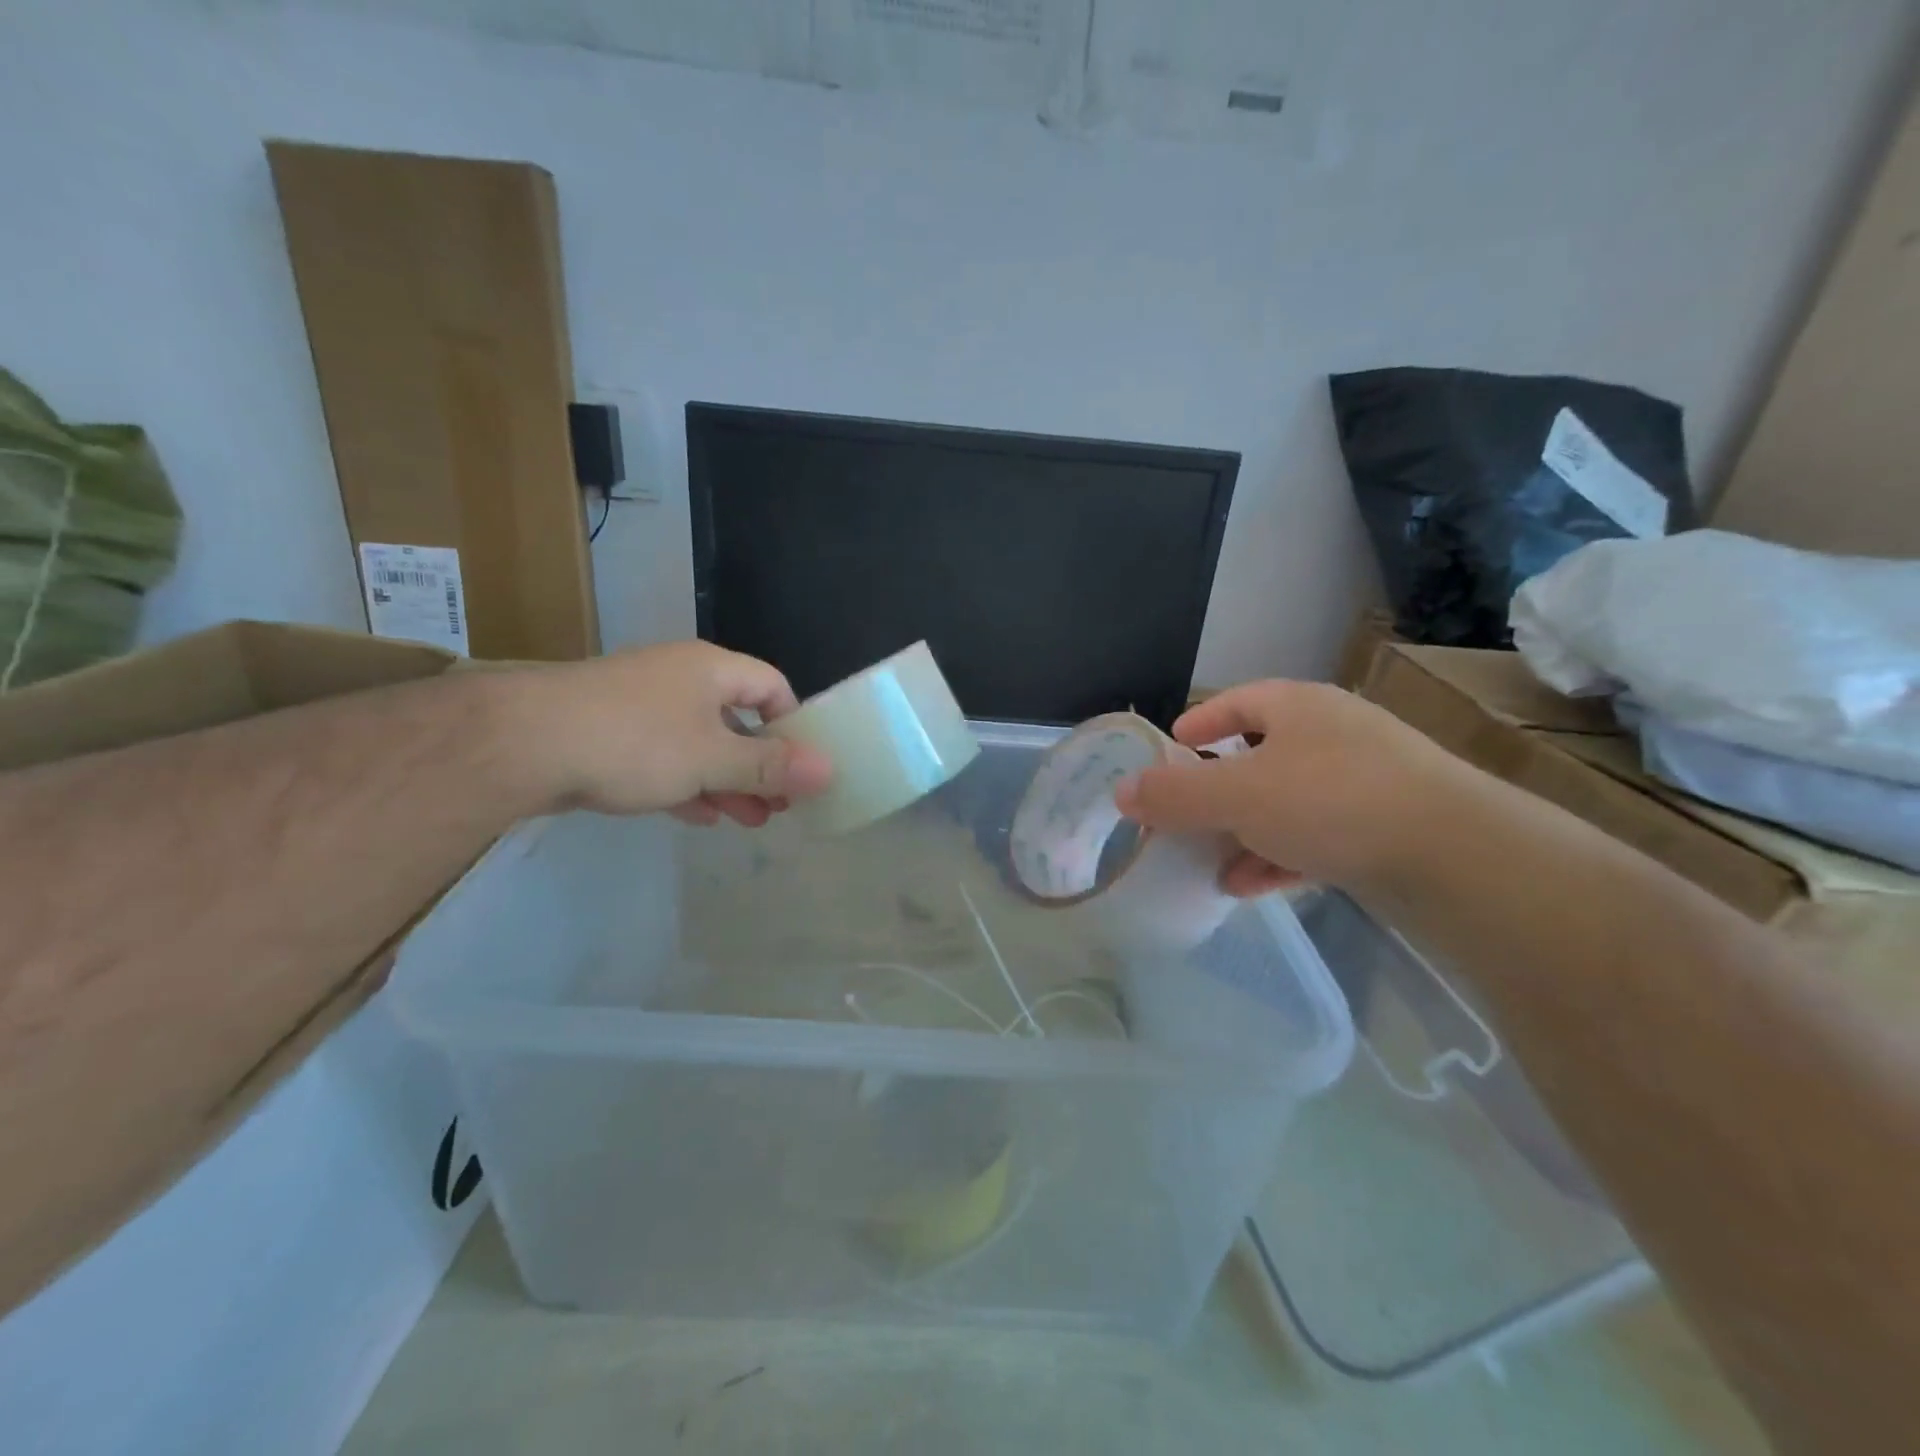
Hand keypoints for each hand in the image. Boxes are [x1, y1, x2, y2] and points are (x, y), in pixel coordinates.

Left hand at [503, 642, 833, 823]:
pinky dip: (687, 783)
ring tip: (748, 821)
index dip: (794, 727)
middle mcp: (679, 679)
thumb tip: (830, 769)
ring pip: (700, 743)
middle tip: (779, 806)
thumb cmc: (634, 741)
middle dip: (761, 766)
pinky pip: (663, 758)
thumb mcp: (713, 758)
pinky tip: (700, 815)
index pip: (773, 688)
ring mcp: (640, 706)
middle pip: (737, 720)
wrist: (520, 743)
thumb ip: (770, 766)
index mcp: (711, 670)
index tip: (803, 769)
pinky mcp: (609, 734)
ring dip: (727, 781)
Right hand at [1114, 680, 1472, 896]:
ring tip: (1209, 862)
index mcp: (1298, 708)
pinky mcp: (1384, 828)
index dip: (1198, 724)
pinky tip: (1249, 886)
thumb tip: (1121, 792)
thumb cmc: (1331, 801)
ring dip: (1243, 831)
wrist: (1456, 855)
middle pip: (1257, 757)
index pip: (1235, 702)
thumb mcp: (1236, 795)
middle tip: (1183, 816)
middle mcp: (1332, 736)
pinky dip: (1278, 857)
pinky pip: (1315, 836)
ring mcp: (1364, 783)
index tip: (1170, 750)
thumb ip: (1174, 794)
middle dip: (1216, 791)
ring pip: (1285, 803)